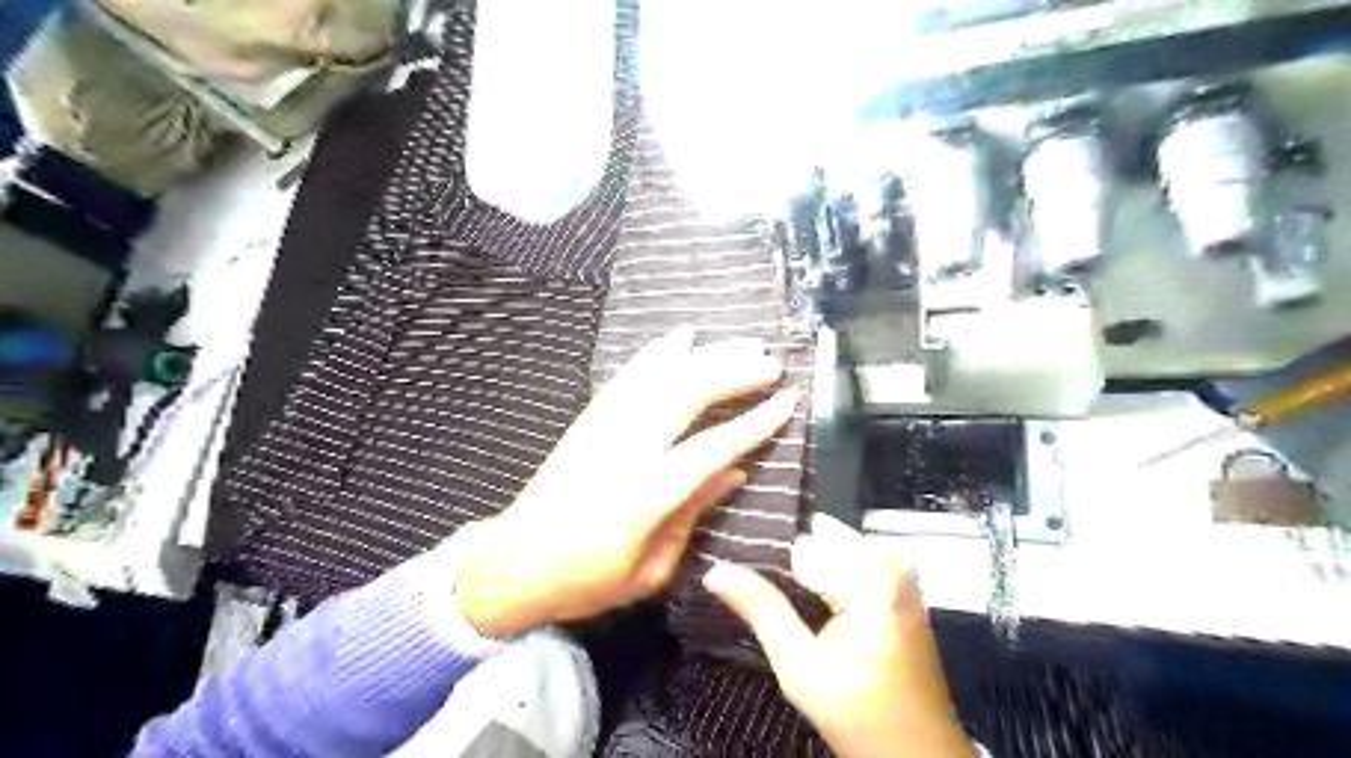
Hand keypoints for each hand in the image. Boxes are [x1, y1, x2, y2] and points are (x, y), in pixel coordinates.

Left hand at [460, 326, 793, 639]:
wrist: (514, 563)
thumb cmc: (587, 579)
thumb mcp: (650, 570)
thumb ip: (693, 514)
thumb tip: (735, 471)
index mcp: (645, 496)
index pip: (712, 447)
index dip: (754, 421)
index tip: (787, 400)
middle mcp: (625, 451)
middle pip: (686, 396)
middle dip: (733, 373)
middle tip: (769, 363)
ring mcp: (603, 429)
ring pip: (659, 378)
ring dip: (704, 356)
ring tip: (741, 344)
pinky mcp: (588, 421)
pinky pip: (627, 377)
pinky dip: (656, 354)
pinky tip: (680, 338)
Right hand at [702, 516, 977, 757]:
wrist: (919, 754)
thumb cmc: (862, 716)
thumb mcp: (801, 669)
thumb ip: (762, 611)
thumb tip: (715, 570)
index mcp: (872, 577)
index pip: (799, 543)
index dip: (765, 558)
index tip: (734, 571)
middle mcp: (890, 562)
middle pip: (817, 538)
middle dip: (785, 560)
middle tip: (750, 585)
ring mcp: (899, 571)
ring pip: (831, 546)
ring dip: (803, 567)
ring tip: (777, 596)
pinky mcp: (899, 584)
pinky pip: (849, 558)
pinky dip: (824, 573)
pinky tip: (805, 600)